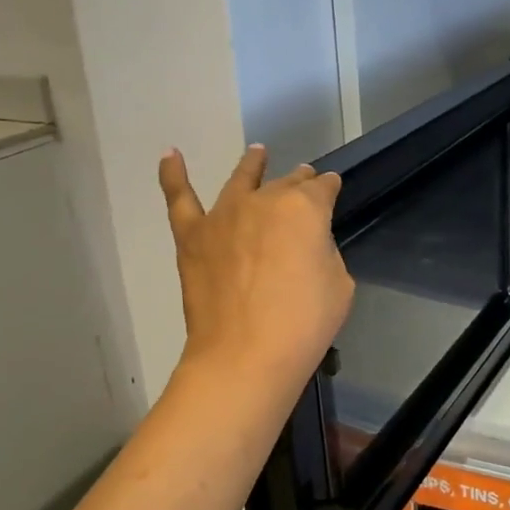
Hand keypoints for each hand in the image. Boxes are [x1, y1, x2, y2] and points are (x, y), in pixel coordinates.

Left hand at [159, 145, 354, 400]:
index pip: (323, 188)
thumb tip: (304, 246)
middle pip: (285, 183)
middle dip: (299, 181)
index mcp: (305, 208)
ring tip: (258, 153)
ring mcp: (224, 215)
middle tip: (305, 180)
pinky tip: (170, 155)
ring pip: (241, 180)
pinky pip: (180, 198)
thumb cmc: (304, 323)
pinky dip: (173, 174)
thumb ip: (322, 252)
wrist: (245, 356)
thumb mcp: (339, 283)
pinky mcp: (192, 236)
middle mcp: (263, 200)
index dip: (330, 189)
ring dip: (253, 165)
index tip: (333, 190)